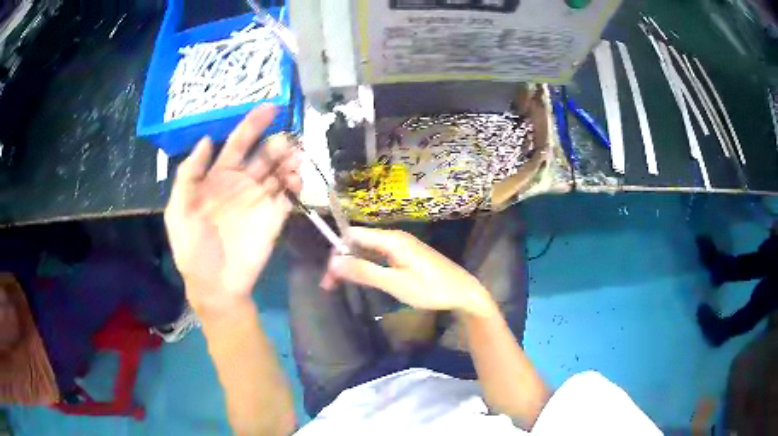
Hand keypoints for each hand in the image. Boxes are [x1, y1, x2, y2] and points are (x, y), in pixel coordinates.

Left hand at [165, 107, 301, 314]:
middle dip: (276, 143)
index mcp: (218, 178)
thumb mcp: (178, 211)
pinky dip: (296, 184)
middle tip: (285, 142)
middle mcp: (242, 183)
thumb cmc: (193, 249)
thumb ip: (188, 176)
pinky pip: (289, 195)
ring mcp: (260, 200)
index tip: (270, 107)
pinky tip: (295, 181)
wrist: (216, 286)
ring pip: (280, 171)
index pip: (237, 144)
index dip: (252, 124)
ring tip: (293, 159)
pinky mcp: (275, 218)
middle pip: (263, 154)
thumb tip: (205, 140)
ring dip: (289, 160)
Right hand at [323, 227, 496, 317]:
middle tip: (330, 286)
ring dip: (353, 265)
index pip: (353, 235)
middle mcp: (394, 238)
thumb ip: (365, 272)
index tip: (329, 275)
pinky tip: (363, 279)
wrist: (464, 292)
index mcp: (391, 240)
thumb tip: (333, 262)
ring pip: (368, 250)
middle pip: (359, 242)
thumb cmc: (431, 289)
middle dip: (342, 261)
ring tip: (340, 285)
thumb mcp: (396, 284)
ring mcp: (401, 246)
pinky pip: (379, 256)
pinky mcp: (406, 255)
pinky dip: (366, 267)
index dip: (337, 251)